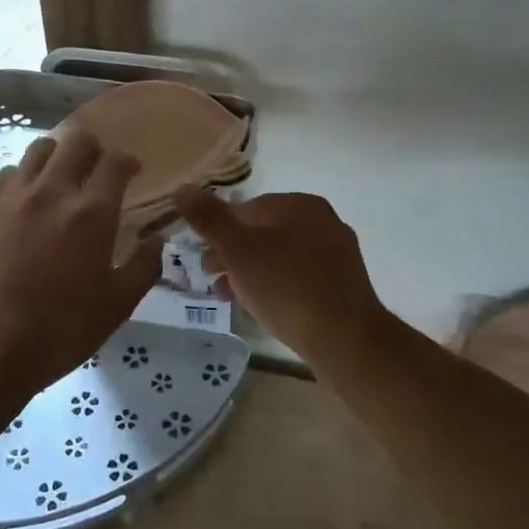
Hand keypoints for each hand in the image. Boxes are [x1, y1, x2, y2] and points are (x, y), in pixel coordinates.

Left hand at [0, 132, 161, 398]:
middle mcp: (54, 191)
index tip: (133, 173)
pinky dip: (26, 175)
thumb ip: (143, 267)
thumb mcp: (116, 307)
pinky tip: (30, 199)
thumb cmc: (59, 331)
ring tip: (64, 178)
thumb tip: (157, 240)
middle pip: (77, 140)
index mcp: (92, 213)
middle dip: (95, 149)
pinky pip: (10, 172)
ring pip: (40, 148)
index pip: (115, 162)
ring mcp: (15, 196)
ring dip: (59, 155)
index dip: (128, 161)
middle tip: (99, 172)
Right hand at [174, 189, 387, 358]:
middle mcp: (323, 221)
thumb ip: (209, 219)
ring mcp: (337, 253)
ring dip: (252, 273)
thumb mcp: (238, 250)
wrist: (345, 338)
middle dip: (234, 255)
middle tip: (213, 279)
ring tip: (232, 298)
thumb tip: (183, 189)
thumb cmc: (286, 286)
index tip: (204, 258)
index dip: (219, 232)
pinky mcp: (343, 284)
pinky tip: (262, 309)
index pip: (247, 209)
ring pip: (281, 257)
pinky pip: (300, 278)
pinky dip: (277, 287)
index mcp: (300, 204)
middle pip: (264, 233)